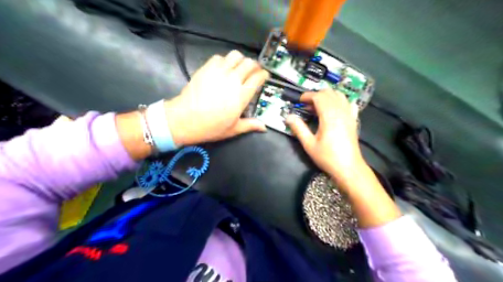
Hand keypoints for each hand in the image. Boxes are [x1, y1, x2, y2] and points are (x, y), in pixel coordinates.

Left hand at [164, 51, 268, 145]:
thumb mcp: (233, 129)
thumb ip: (250, 125)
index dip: (264, 75)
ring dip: (240, 60)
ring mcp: (219, 71)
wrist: (185, 119)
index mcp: (242, 95)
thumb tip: (264, 127)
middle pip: (249, 63)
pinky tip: (223, 68)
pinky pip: (219, 57)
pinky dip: (225, 60)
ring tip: (239, 67)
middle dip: (255, 65)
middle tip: (253, 71)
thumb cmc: (211, 126)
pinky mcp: (206, 68)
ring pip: (235, 56)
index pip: (258, 78)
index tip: (264, 76)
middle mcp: (233, 80)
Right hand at [284, 89, 363, 183]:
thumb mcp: (309, 144)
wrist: (348, 167)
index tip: (299, 101)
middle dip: (316, 95)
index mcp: (329, 116)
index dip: (308, 96)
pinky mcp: (353, 120)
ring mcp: (349, 115)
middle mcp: (341, 111)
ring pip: (340, 96)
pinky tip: (334, 109)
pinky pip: (348, 103)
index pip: (319, 97)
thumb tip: (288, 117)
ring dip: (327, 96)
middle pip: (329, 93)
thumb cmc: (327, 157)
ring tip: (318, 106)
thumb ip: (299, 128)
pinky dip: (340, 101)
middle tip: (307, 105)